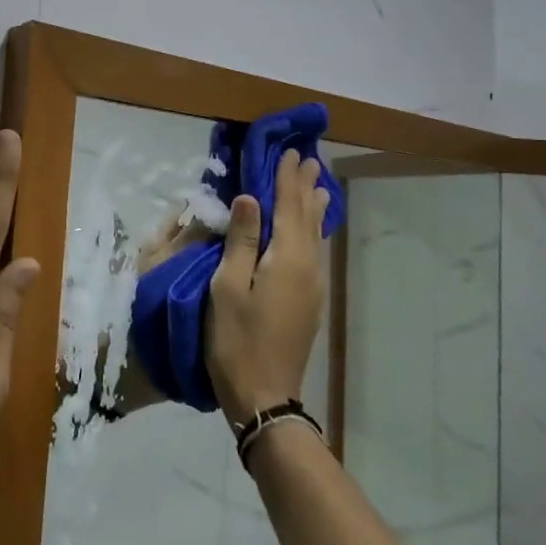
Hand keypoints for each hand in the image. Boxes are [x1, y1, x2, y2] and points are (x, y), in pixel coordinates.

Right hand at [204, 151, 329, 427]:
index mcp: (287, 258)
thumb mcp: (228, 285)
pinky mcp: (310, 299)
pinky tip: (312, 228)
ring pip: (316, 234)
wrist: (264, 393)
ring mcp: (313, 285)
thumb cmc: (236, 338)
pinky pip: (316, 250)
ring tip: (317, 185)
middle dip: (305, 187)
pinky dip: (313, 229)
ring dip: (313, 206)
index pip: (289, 206)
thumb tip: (250, 197)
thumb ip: (241, 240)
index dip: (286, 178)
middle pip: (308, 217)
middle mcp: (308, 266)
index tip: (289, 151)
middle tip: (307, 158)